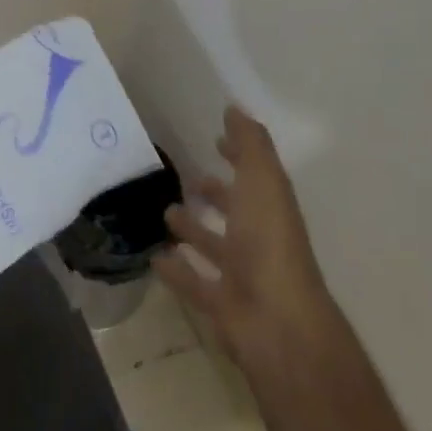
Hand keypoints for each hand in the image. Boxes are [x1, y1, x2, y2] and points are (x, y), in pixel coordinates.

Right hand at [154, 105, 336, 369]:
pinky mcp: (221, 304)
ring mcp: (242, 274)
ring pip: (215, 247)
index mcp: (271, 209)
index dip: (239, 156)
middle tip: (190, 180)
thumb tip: (235, 109)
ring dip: (194, 230)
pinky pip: (194, 282)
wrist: (276, 322)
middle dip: (217, 195)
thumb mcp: (263, 182)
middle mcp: (259, 239)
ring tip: (166, 214)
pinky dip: (176, 270)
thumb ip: (250, 145)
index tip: (217, 141)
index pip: (255, 175)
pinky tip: (155, 257)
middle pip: (237, 212)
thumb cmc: (269, 243)